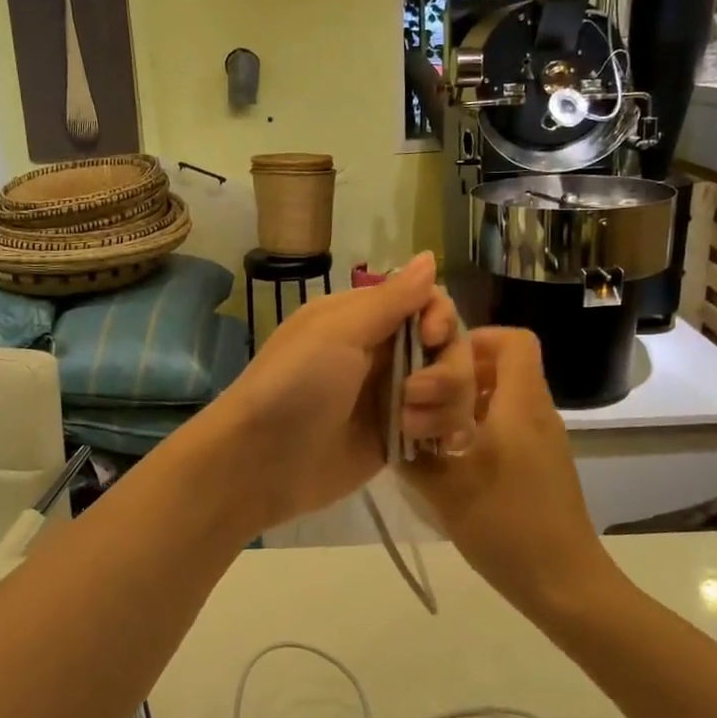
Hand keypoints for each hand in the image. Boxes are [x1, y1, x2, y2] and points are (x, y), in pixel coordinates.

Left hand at [206, 253, 474, 534]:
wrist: (261, 461)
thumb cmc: (295, 385)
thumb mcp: (338, 331)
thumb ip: (392, 299)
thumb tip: (429, 256)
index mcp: (368, 319)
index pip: (430, 302)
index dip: (442, 318)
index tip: (430, 338)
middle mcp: (387, 354)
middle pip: (451, 347)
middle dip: (446, 371)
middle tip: (412, 395)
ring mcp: (395, 399)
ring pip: (454, 389)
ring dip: (444, 406)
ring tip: (408, 427)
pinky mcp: (400, 439)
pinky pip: (445, 427)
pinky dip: (447, 432)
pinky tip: (436, 444)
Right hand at [400, 328, 619, 621]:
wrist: (565, 583)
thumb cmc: (507, 526)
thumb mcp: (446, 489)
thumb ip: (413, 454)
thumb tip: (391, 428)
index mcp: (520, 405)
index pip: (514, 340)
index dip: (476, 338)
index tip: (438, 361)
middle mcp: (538, 413)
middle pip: (506, 366)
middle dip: (461, 373)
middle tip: (424, 399)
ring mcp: (544, 440)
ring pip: (506, 398)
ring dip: (468, 404)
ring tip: (431, 432)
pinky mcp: (543, 465)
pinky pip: (511, 426)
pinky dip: (481, 429)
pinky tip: (452, 462)